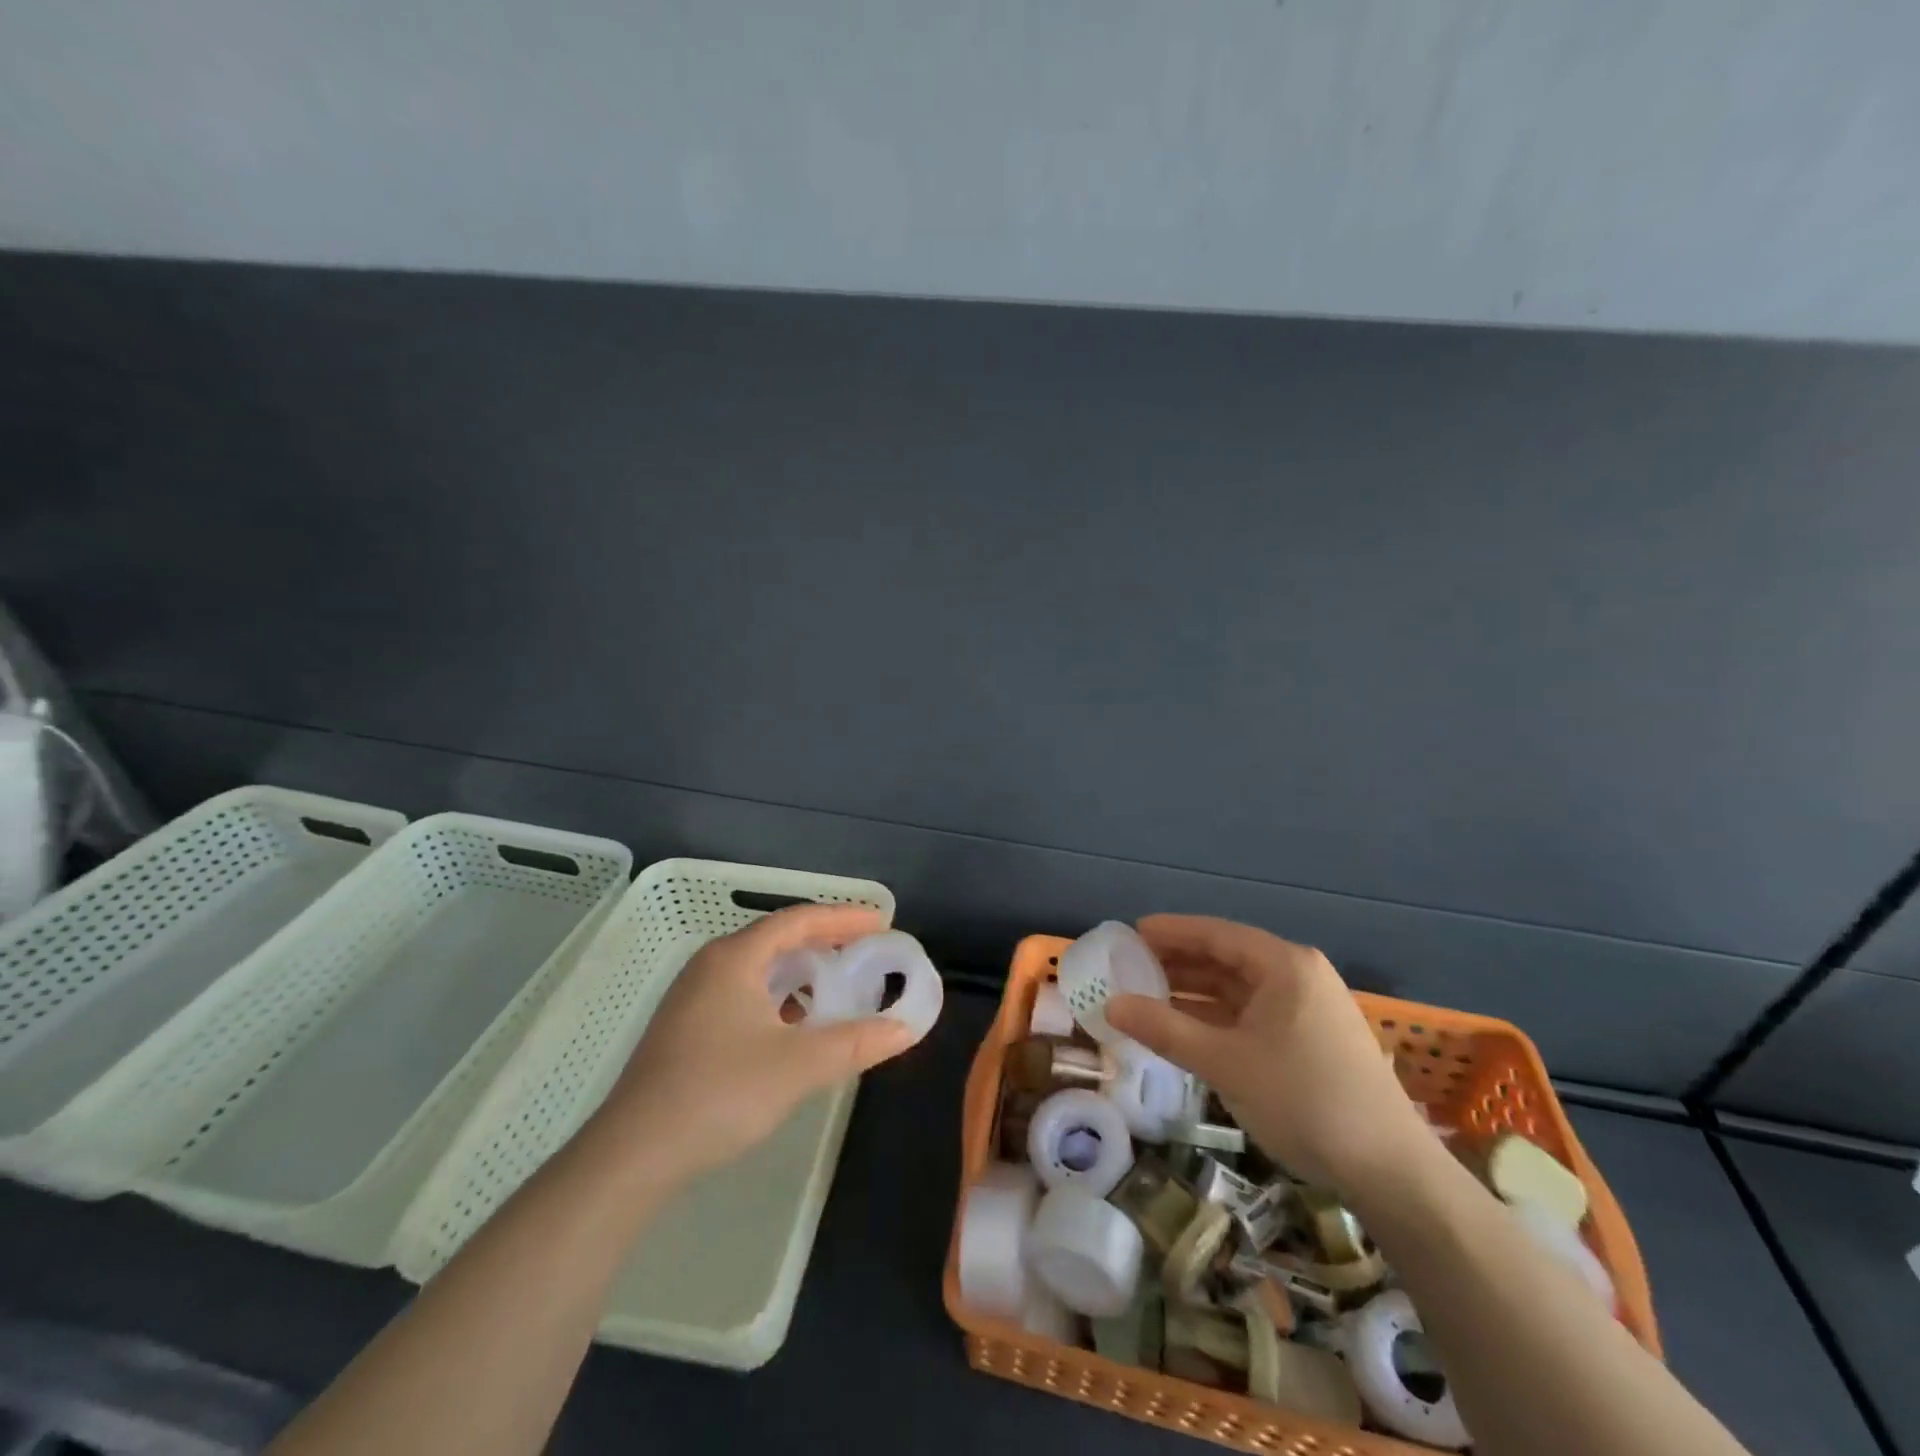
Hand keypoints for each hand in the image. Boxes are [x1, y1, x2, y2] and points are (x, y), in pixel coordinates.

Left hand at [588, 904, 917, 1178]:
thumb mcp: (798, 1066)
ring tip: (838, 987)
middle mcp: (712, 965)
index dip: (844, 918)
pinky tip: (795, 1027)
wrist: (633, 1154)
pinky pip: (745, 993)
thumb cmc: (719, 1093)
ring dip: (801, 973)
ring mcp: (694, 997)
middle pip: (778, 939)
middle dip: (825, 942)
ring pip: (760, 969)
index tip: (882, 923)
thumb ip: (856, 1042)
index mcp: (735, 958)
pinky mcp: (687, 1027)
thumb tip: (906, 1028)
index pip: (799, 920)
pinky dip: (779, 998)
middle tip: (867, 952)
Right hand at [1105, 915, 1430, 1193]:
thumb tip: (1110, 1005)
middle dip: (1179, 962)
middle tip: (1130, 966)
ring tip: (1148, 996)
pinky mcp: (1312, 1040)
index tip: (1130, 932)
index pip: (1216, 933)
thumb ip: (1164, 1029)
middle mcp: (1298, 976)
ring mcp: (1308, 1009)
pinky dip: (1218, 1017)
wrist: (1391, 1173)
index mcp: (1284, 965)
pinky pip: (1253, 1014)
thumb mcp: (1225, 1063)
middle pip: (1227, 957)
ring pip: (1240, 988)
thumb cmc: (1304, 1100)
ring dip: (1196, 992)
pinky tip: (1187, 1028)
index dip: (1170, 931)